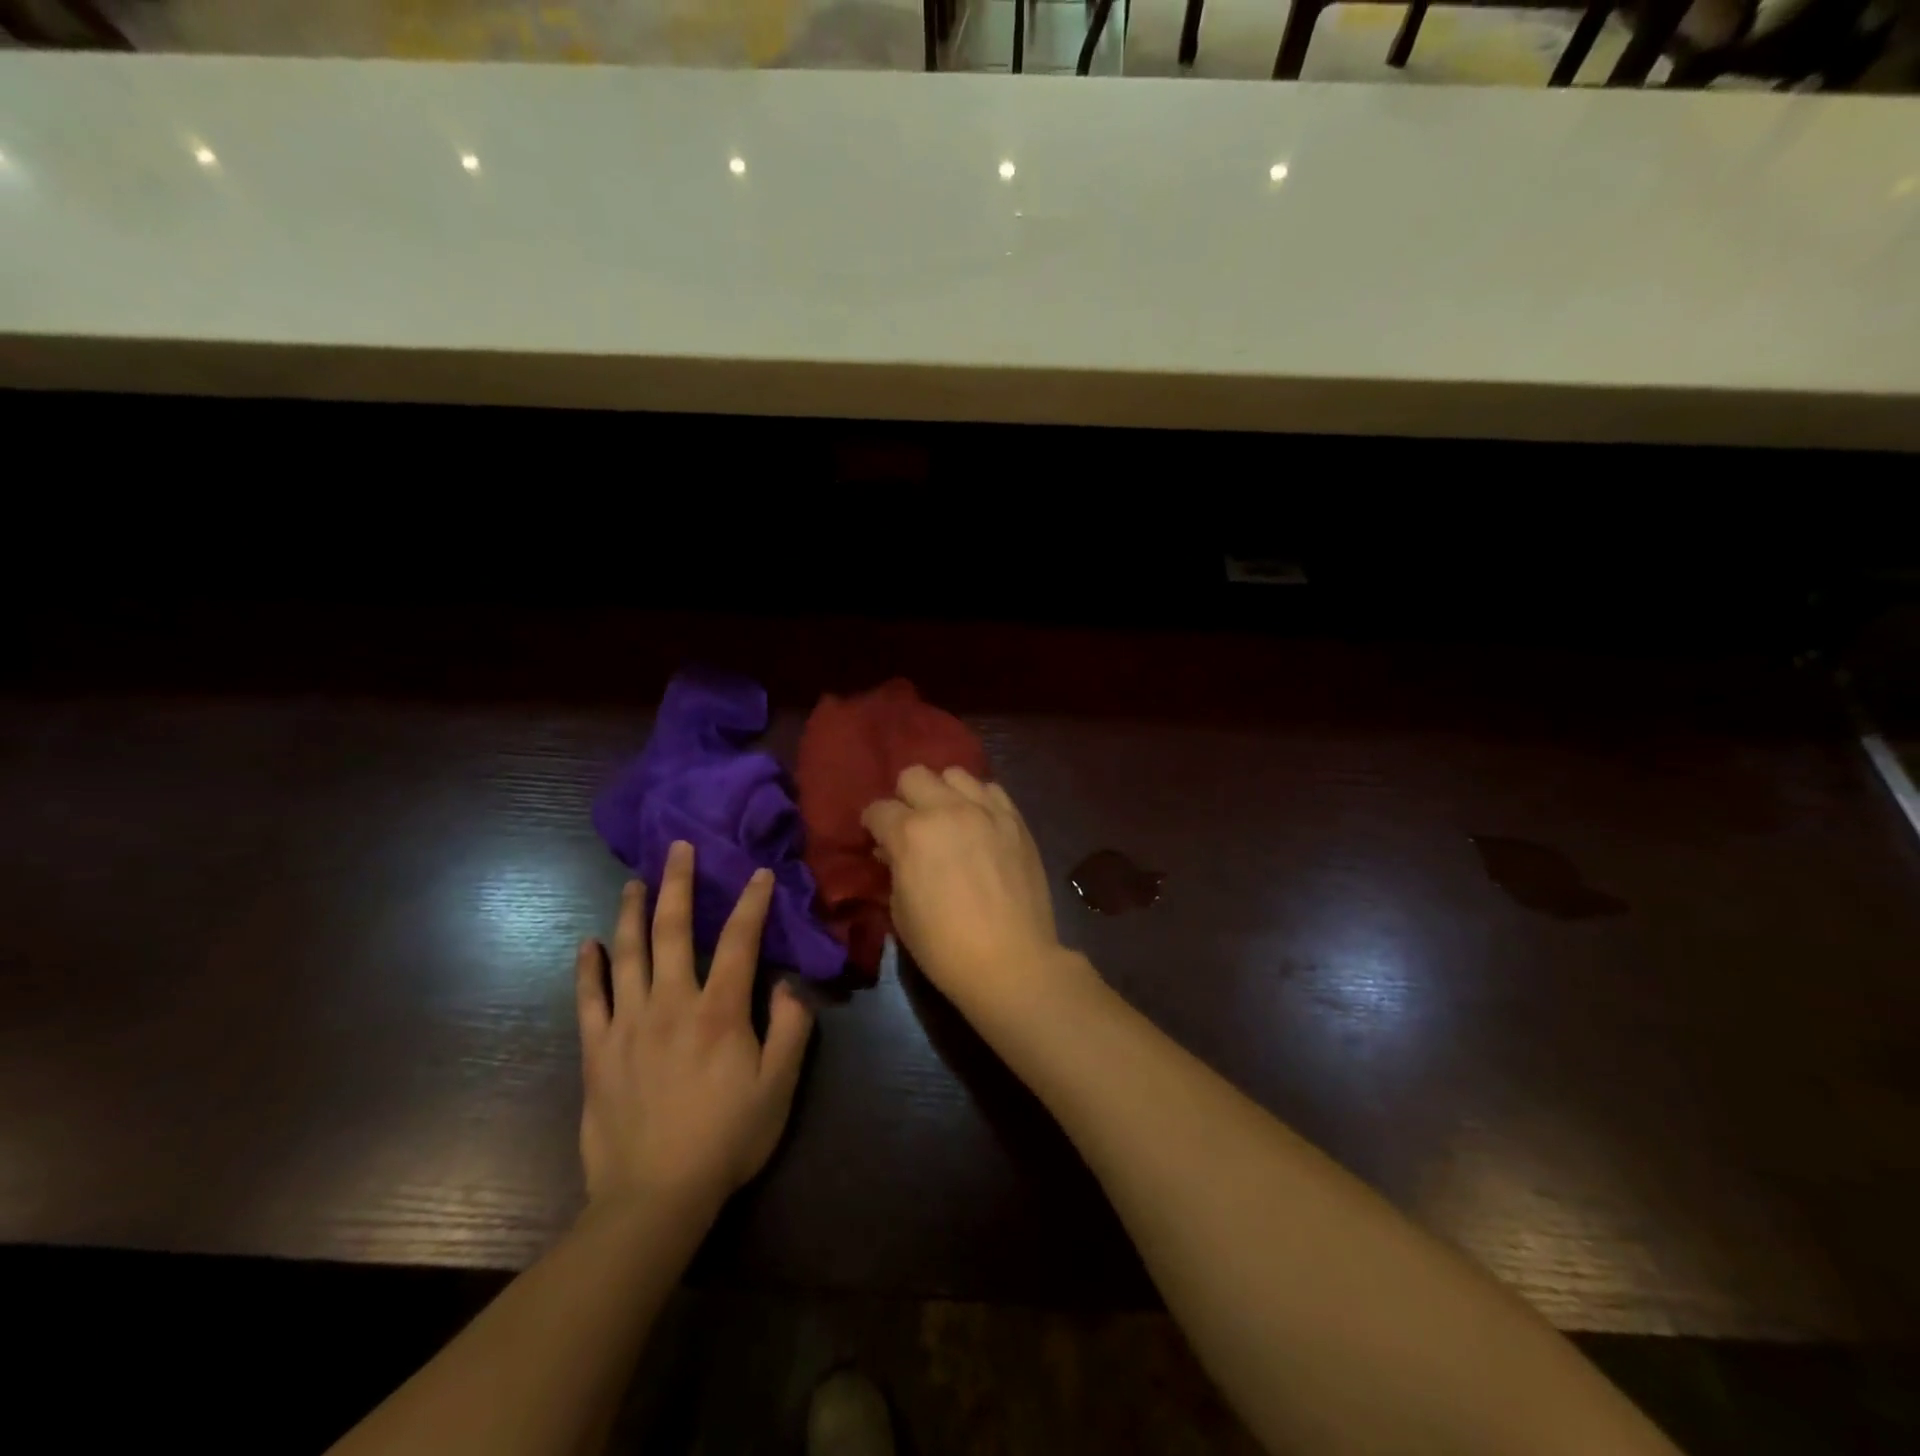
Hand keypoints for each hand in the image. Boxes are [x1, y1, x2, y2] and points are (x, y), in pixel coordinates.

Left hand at [574, 841, 814, 1222]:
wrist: (654, 1197)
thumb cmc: (726, 1139)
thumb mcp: (779, 1087)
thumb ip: (791, 1029)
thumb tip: (784, 983)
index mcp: (719, 1011)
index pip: (740, 941)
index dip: (752, 903)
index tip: (758, 872)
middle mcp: (671, 1004)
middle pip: (674, 931)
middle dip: (679, 884)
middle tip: (678, 848)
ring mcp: (628, 1025)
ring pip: (628, 954)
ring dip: (632, 913)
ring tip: (634, 882)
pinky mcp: (597, 1051)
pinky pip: (589, 1000)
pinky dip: (587, 969)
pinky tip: (586, 944)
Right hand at [861, 766, 1083, 1020]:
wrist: (1012, 961)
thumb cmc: (945, 947)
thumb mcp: (900, 912)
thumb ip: (893, 870)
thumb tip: (891, 852)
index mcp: (910, 833)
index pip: (877, 809)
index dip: (873, 825)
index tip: (877, 840)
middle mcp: (947, 809)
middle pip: (914, 775)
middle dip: (905, 798)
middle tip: (911, 826)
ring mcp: (985, 810)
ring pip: (955, 774)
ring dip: (943, 793)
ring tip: (948, 819)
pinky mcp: (1015, 819)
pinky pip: (991, 789)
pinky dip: (978, 800)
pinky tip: (979, 823)